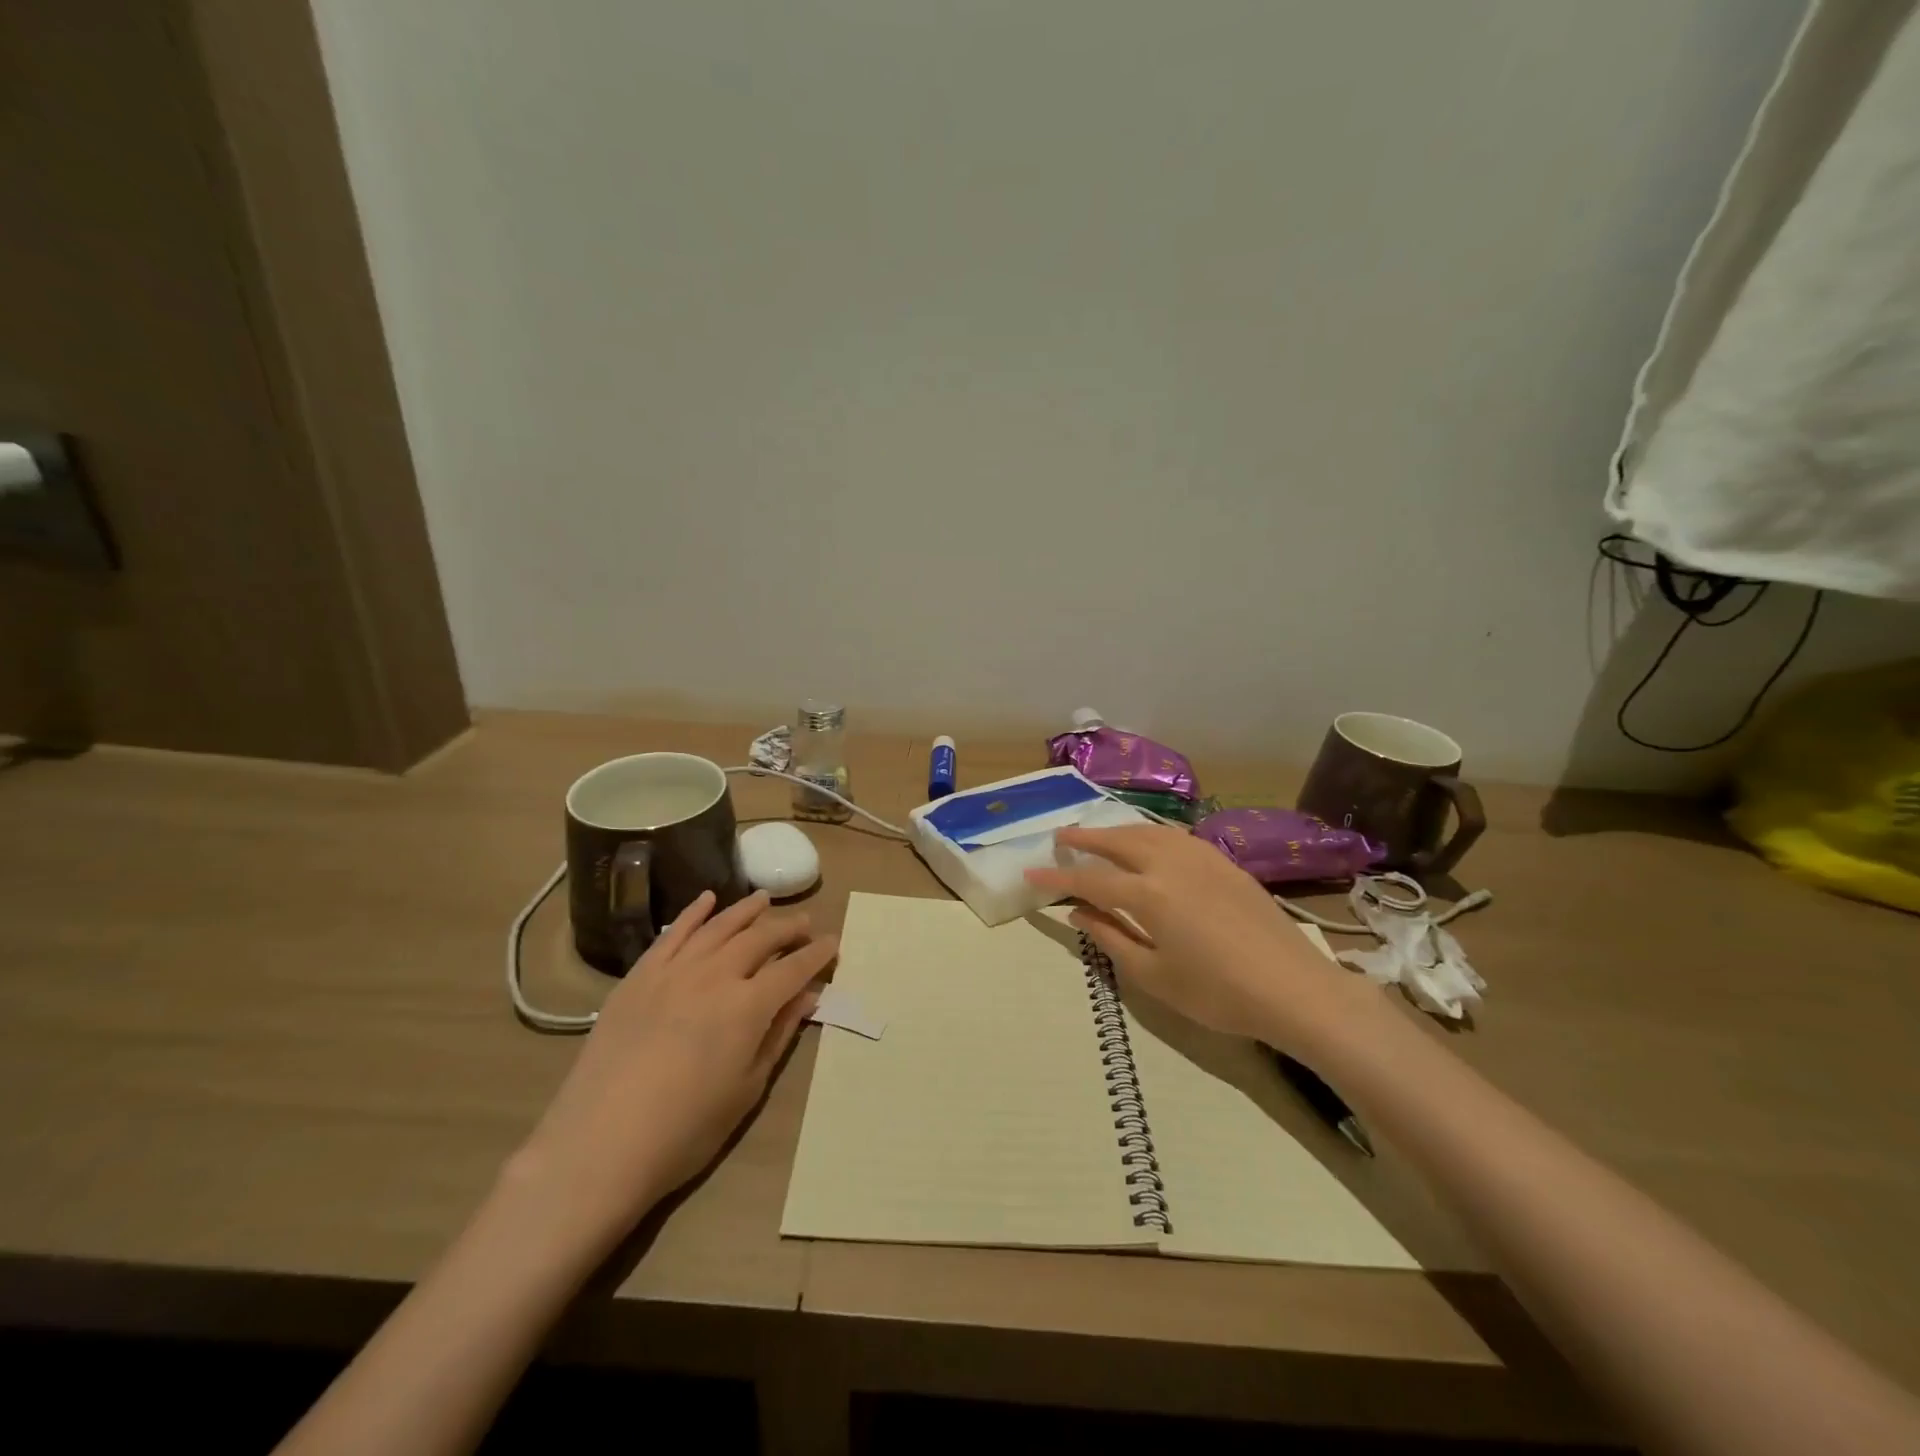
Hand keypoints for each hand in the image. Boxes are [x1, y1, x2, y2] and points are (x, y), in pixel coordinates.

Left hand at [515, 890, 834, 1249]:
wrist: (599, 1145)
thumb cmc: (685, 1130)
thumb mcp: (747, 1088)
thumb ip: (778, 1035)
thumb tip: (808, 996)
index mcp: (749, 1006)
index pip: (794, 968)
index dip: (817, 955)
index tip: (834, 942)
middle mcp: (716, 975)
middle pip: (760, 938)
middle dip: (788, 928)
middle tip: (805, 924)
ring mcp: (673, 970)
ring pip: (719, 927)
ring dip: (747, 910)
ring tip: (765, 899)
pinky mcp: (639, 976)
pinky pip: (672, 933)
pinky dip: (693, 912)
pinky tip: (707, 899)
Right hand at [1026, 826, 1379, 1055]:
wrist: (1295, 989)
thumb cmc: (1219, 994)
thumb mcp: (1155, 976)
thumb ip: (1111, 938)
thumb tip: (1078, 913)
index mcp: (1149, 895)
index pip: (1090, 881)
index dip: (1057, 878)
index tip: (1031, 871)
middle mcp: (1171, 864)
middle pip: (1118, 841)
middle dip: (1085, 837)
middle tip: (1061, 836)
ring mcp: (1202, 858)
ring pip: (1149, 832)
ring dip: (1117, 830)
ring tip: (1099, 836)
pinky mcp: (1225, 863)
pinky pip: (1176, 837)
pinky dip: (1150, 835)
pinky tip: (1150, 844)